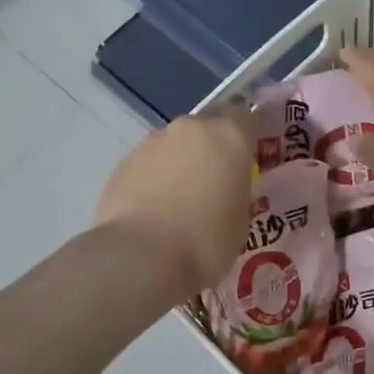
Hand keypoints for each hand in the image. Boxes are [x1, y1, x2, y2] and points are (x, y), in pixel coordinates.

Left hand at [95, 105, 254, 294]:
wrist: (140, 257)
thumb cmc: (206, 242)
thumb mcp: (241, 219)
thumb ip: (235, 191)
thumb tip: (223, 191)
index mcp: (229, 136)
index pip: (246, 116)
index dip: (248, 135)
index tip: (249, 158)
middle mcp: (191, 128)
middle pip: (207, 126)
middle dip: (212, 148)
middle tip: (216, 182)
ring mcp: (153, 142)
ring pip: (175, 144)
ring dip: (181, 162)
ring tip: (181, 201)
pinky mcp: (124, 162)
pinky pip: (150, 163)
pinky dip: (155, 178)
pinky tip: (154, 209)